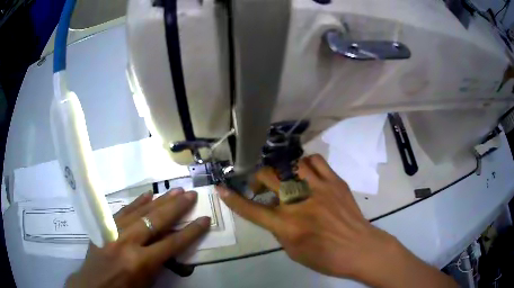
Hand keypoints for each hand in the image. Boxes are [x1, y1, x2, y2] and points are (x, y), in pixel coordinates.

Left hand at [66, 189, 209, 287]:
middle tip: (191, 195)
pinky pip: (123, 211)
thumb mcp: (147, 282)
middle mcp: (127, 243)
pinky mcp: (105, 226)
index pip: (172, 244)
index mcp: (140, 262)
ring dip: (160, 201)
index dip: (190, 232)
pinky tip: (148, 195)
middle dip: (176, 208)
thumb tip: (171, 244)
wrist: (94, 285)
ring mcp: (114, 231)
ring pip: (140, 211)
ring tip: (175, 191)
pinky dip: (137, 202)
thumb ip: (159, 262)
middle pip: (156, 221)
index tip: (205, 220)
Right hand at [218, 155, 456, 286]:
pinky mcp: (335, 182)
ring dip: (281, 170)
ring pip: (290, 164)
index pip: (252, 210)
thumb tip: (273, 212)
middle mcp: (299, 203)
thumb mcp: (293, 251)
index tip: (221, 187)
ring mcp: (318, 188)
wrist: (360, 248)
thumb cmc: (326, 257)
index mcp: (287, 225)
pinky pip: (315, 160)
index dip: (233, 199)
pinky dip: (305, 163)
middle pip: (269, 178)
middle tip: (261, 186)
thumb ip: (279, 230)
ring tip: (285, 178)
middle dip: (258, 179)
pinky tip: (305, 172)